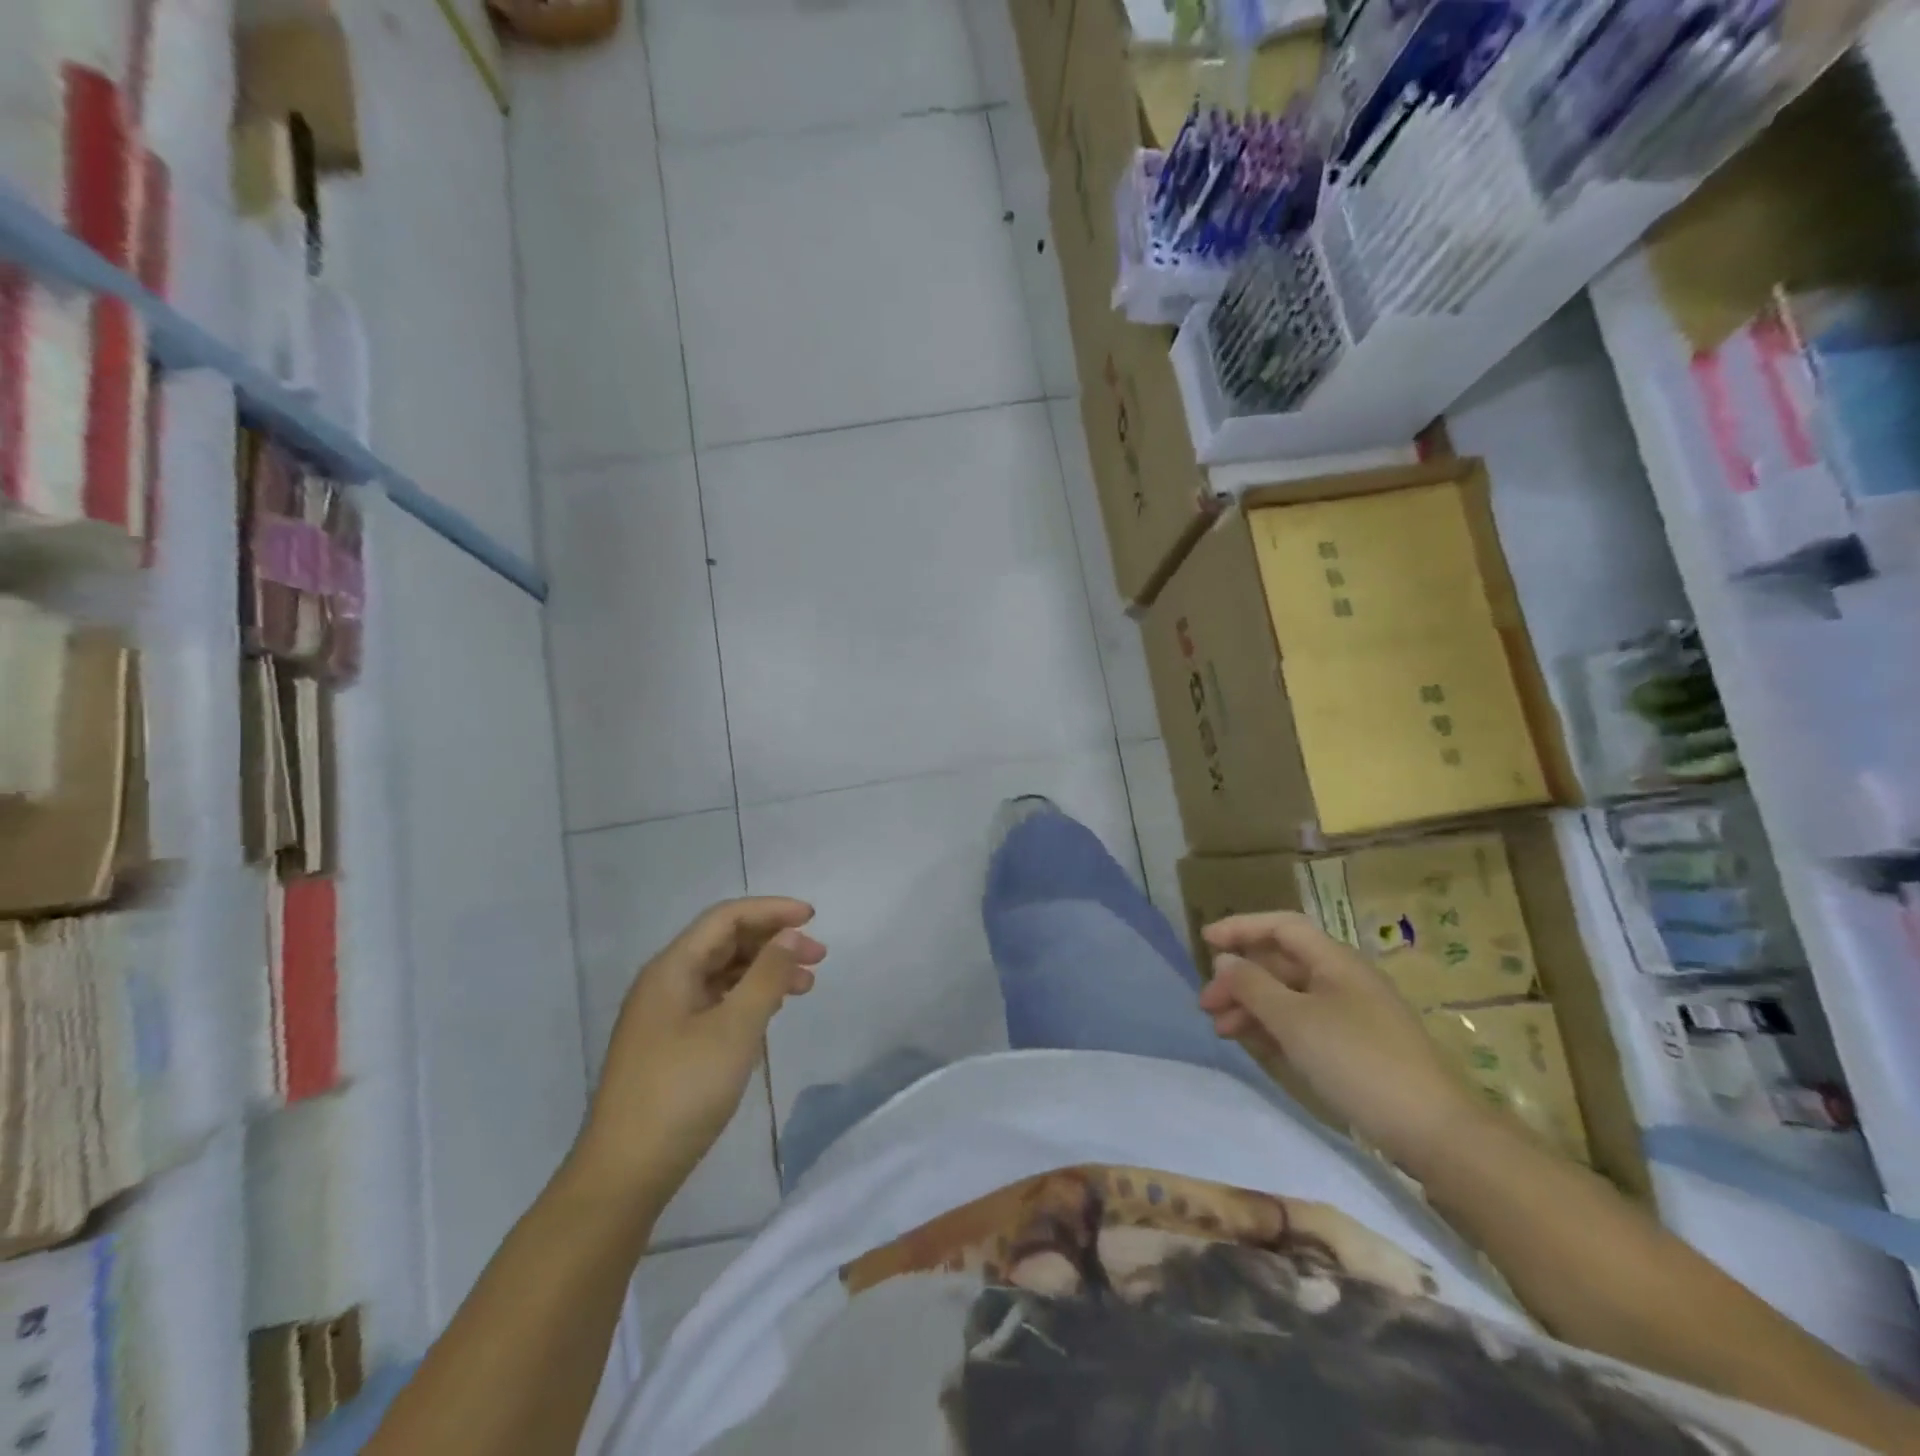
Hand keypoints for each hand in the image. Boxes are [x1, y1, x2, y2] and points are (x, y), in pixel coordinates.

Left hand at [574, 898, 825, 1204]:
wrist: (625, 1173)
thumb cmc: (682, 1092)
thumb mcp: (734, 1029)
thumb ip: (767, 976)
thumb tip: (791, 934)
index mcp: (672, 969)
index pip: (726, 918)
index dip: (771, 911)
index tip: (813, 918)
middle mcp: (666, 983)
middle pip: (725, 943)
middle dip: (773, 942)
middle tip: (818, 957)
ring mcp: (666, 1015)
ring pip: (723, 974)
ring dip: (765, 971)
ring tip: (806, 986)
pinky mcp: (671, 1044)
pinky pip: (717, 1002)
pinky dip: (749, 998)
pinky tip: (772, 1011)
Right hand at [1197, 912, 1486, 1172]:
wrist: (1434, 1132)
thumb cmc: (1358, 1062)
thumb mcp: (1295, 1021)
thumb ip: (1253, 986)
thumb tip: (1224, 960)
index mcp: (1335, 961)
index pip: (1281, 926)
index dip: (1241, 927)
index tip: (1204, 941)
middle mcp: (1343, 979)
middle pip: (1281, 963)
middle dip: (1240, 978)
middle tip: (1206, 1004)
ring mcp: (1352, 1015)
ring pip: (1290, 996)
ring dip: (1252, 1006)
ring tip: (1221, 1029)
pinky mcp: (1356, 1048)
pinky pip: (1304, 1024)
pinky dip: (1275, 1028)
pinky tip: (1254, 1046)